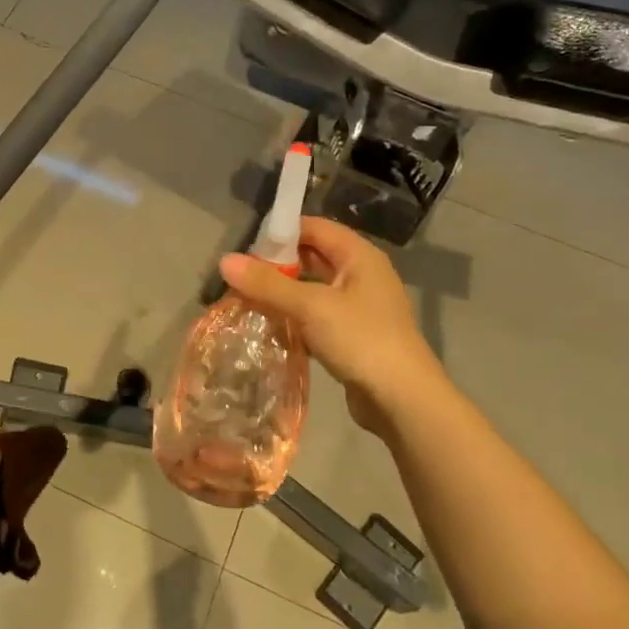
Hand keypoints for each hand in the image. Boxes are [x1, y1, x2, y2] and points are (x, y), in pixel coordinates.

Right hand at [219, 216, 444, 437]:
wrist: (403, 400)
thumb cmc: (361, 340)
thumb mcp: (310, 307)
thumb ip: (267, 283)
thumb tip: (224, 261)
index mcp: (359, 256)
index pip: (314, 227)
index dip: (281, 232)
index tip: (246, 248)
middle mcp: (362, 274)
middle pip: (312, 257)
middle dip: (277, 266)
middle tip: (241, 278)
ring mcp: (359, 307)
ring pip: (312, 289)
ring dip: (283, 295)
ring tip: (247, 302)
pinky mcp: (353, 335)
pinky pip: (317, 317)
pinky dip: (295, 319)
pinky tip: (271, 330)